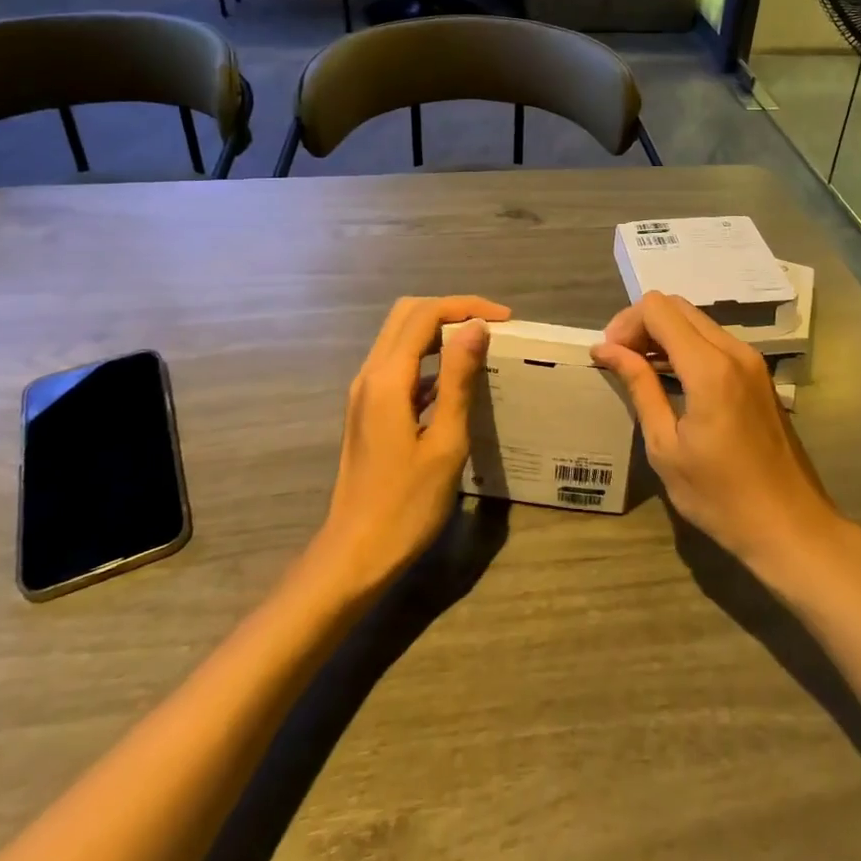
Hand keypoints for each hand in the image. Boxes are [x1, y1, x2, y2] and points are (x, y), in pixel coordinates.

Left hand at [314, 295, 509, 591]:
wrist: (356, 553)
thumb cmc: (407, 504)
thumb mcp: (445, 443)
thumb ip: (458, 380)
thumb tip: (476, 328)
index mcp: (387, 379)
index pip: (425, 315)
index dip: (466, 307)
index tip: (505, 320)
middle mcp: (370, 375)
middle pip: (407, 315)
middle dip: (451, 310)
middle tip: (492, 327)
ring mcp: (365, 392)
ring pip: (400, 337)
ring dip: (438, 331)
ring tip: (479, 347)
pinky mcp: (368, 409)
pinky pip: (398, 363)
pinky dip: (427, 356)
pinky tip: (455, 382)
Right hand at [592, 293, 843, 575]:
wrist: (790, 527)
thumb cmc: (720, 496)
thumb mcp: (665, 446)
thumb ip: (639, 386)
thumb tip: (606, 349)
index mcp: (710, 367)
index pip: (658, 309)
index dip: (626, 324)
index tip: (608, 355)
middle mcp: (734, 351)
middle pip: (678, 306)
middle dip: (642, 324)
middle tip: (620, 360)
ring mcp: (752, 361)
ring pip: (697, 321)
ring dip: (664, 334)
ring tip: (639, 369)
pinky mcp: (759, 374)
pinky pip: (714, 340)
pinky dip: (686, 346)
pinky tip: (671, 378)